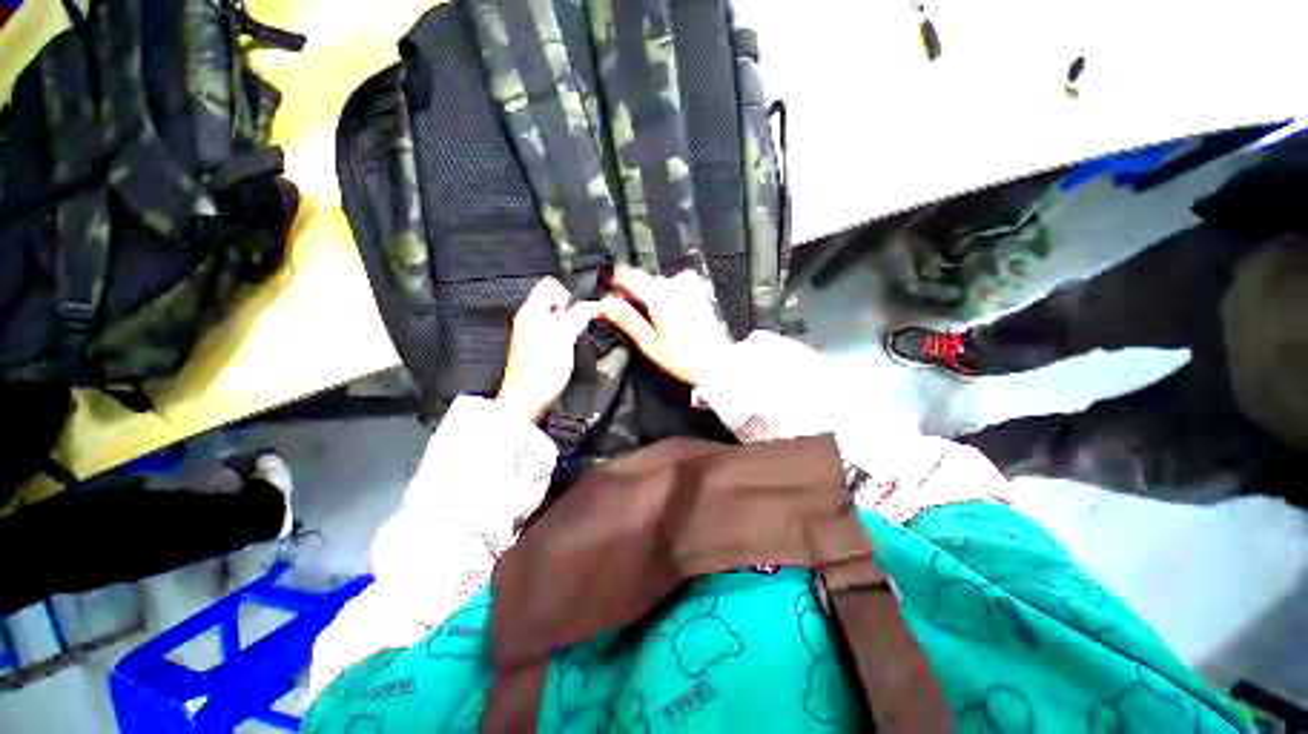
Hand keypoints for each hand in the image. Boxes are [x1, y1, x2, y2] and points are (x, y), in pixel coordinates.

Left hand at [495, 277, 598, 422]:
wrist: (525, 401)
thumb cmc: (541, 372)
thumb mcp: (565, 339)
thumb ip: (577, 318)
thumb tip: (591, 305)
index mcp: (531, 311)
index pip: (550, 284)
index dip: (567, 294)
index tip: (575, 313)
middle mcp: (527, 317)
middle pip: (553, 300)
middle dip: (569, 310)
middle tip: (574, 328)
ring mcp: (529, 332)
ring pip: (554, 316)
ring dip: (566, 324)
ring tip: (569, 341)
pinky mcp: (533, 346)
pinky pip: (551, 330)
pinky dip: (561, 335)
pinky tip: (563, 350)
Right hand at [598, 266, 732, 385]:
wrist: (719, 363)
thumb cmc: (686, 358)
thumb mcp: (649, 343)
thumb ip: (626, 319)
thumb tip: (606, 306)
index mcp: (660, 294)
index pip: (627, 275)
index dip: (613, 284)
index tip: (607, 296)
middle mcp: (676, 284)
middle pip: (643, 281)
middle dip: (631, 295)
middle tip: (624, 315)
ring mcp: (690, 286)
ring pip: (658, 285)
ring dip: (649, 297)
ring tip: (649, 323)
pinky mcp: (699, 292)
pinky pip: (673, 288)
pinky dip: (665, 299)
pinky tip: (666, 319)